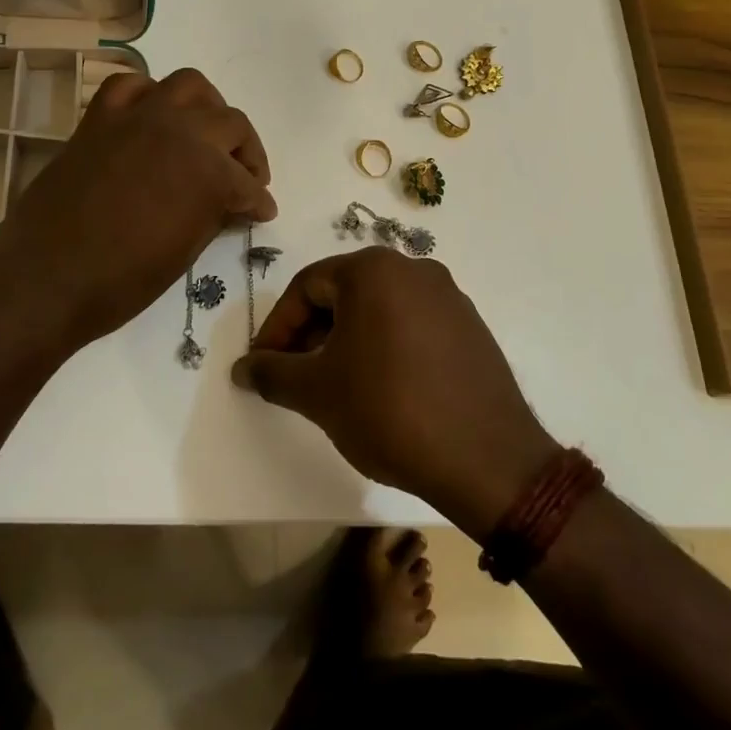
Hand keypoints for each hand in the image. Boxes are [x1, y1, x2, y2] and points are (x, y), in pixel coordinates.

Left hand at [0, 68, 276, 361]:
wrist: (47, 279)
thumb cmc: (122, 281)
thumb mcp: (185, 253)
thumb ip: (213, 214)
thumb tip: (229, 202)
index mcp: (209, 172)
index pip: (247, 182)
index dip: (258, 201)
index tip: (262, 211)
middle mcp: (180, 132)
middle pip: (231, 123)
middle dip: (246, 153)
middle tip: (245, 178)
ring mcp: (137, 118)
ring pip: (190, 86)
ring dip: (207, 108)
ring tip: (205, 134)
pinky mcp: (100, 119)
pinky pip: (129, 85)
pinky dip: (148, 95)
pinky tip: (152, 118)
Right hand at [232, 249, 558, 536]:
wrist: (487, 460)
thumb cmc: (389, 410)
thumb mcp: (317, 392)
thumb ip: (272, 372)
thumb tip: (243, 368)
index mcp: (373, 270)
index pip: (306, 287)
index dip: (277, 327)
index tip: (264, 366)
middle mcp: (414, 269)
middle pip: (343, 294)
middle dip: (312, 334)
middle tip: (296, 377)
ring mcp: (449, 297)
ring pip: (379, 310)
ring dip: (347, 342)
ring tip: (336, 386)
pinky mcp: (471, 328)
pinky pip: (412, 326)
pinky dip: (385, 348)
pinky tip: (382, 390)